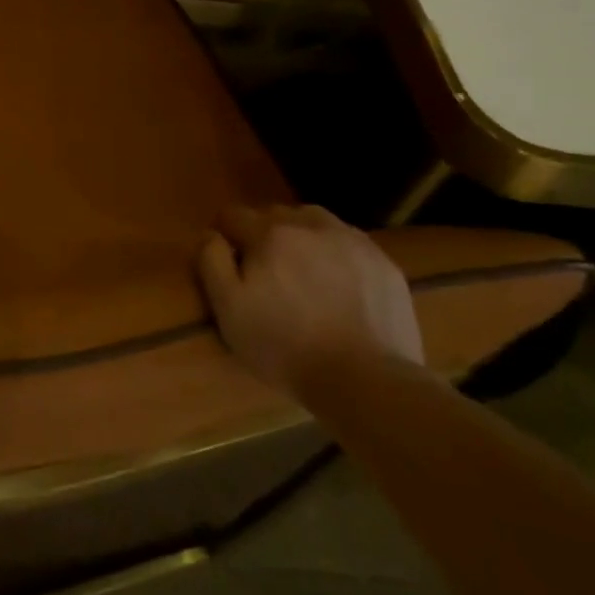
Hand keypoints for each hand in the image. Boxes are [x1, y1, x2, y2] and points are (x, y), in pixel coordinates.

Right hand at [197, 203, 423, 400]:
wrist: (366, 380)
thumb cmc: (285, 346)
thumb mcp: (229, 309)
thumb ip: (211, 262)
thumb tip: (210, 234)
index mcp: (269, 234)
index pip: (233, 215)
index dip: (225, 235)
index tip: (228, 261)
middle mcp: (310, 225)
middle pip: (275, 214)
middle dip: (264, 234)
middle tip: (266, 271)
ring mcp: (352, 242)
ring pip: (316, 221)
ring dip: (302, 236)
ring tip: (303, 270)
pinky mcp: (384, 263)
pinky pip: (350, 243)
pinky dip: (337, 254)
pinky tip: (339, 285)